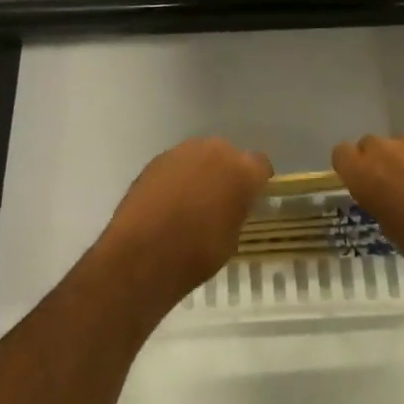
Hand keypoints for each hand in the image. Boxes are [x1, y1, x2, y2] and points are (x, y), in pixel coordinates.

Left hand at [99, 138, 272, 309]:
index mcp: (242, 170)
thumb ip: (236, 211)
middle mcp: (216, 150)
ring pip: (201, 156)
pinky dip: (177, 178)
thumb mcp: (231, 239)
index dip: (257, 181)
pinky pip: (177, 164)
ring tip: (190, 201)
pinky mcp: (158, 158)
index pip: (261, 165)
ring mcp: (183, 151)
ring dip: (200, 172)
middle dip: (227, 173)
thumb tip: (230, 205)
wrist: (142, 254)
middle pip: (229, 155)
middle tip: (220, 200)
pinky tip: (168, 202)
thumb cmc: (196, 253)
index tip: (251, 198)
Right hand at [332, 133, 403, 293]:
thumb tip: (382, 193)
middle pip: (371, 145)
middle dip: (378, 163)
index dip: (350, 168)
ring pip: (403, 147)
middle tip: (392, 191)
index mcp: (367, 171)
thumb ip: (378, 200)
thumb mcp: (391, 230)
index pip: (341, 153)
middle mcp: (389, 149)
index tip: (361, 187)